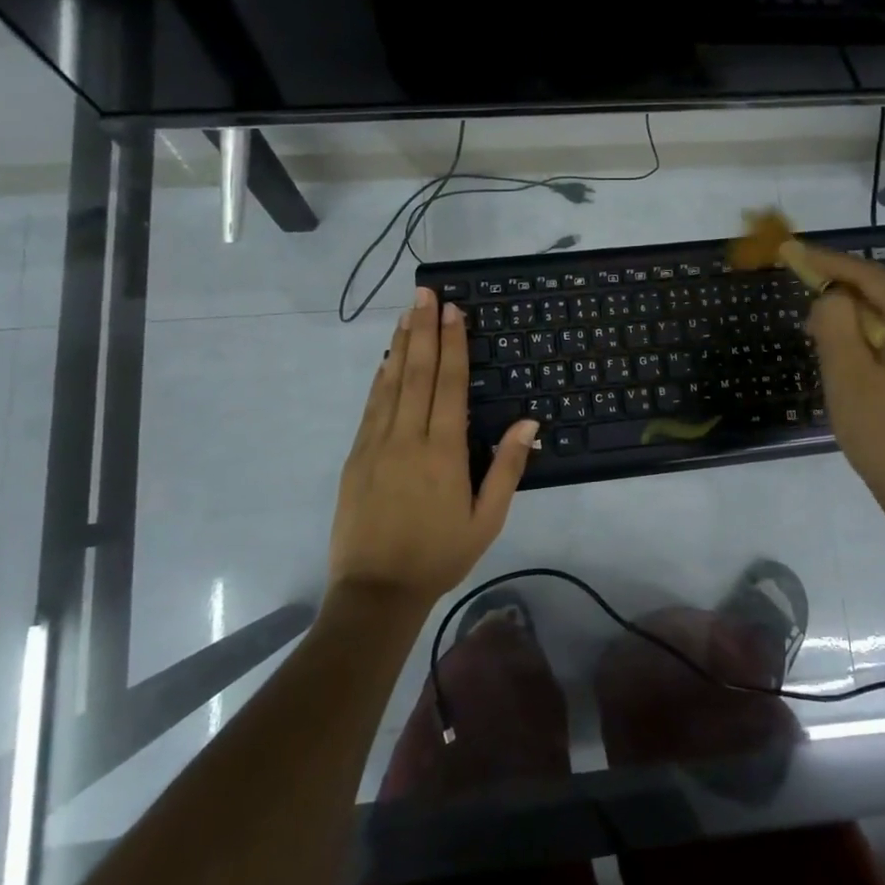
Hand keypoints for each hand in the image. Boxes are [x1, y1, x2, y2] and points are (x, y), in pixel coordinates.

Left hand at [329, 286, 538, 606]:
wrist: (376, 591)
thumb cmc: (439, 555)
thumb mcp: (486, 520)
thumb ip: (506, 468)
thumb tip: (528, 422)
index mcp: (444, 451)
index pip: (450, 384)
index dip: (453, 344)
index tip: (453, 310)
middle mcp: (408, 437)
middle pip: (418, 373)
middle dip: (424, 330)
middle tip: (425, 293)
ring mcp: (376, 444)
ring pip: (390, 383)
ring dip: (401, 346)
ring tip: (407, 313)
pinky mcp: (356, 456)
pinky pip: (371, 406)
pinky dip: (380, 378)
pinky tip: (386, 360)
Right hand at [804, 246, 884, 531]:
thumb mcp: (846, 374)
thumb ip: (834, 322)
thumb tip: (833, 296)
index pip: (869, 276)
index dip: (828, 262)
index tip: (794, 252)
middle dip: (843, 301)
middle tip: (806, 316)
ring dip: (859, 326)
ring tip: (826, 346)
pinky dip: (879, 345)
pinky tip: (859, 366)